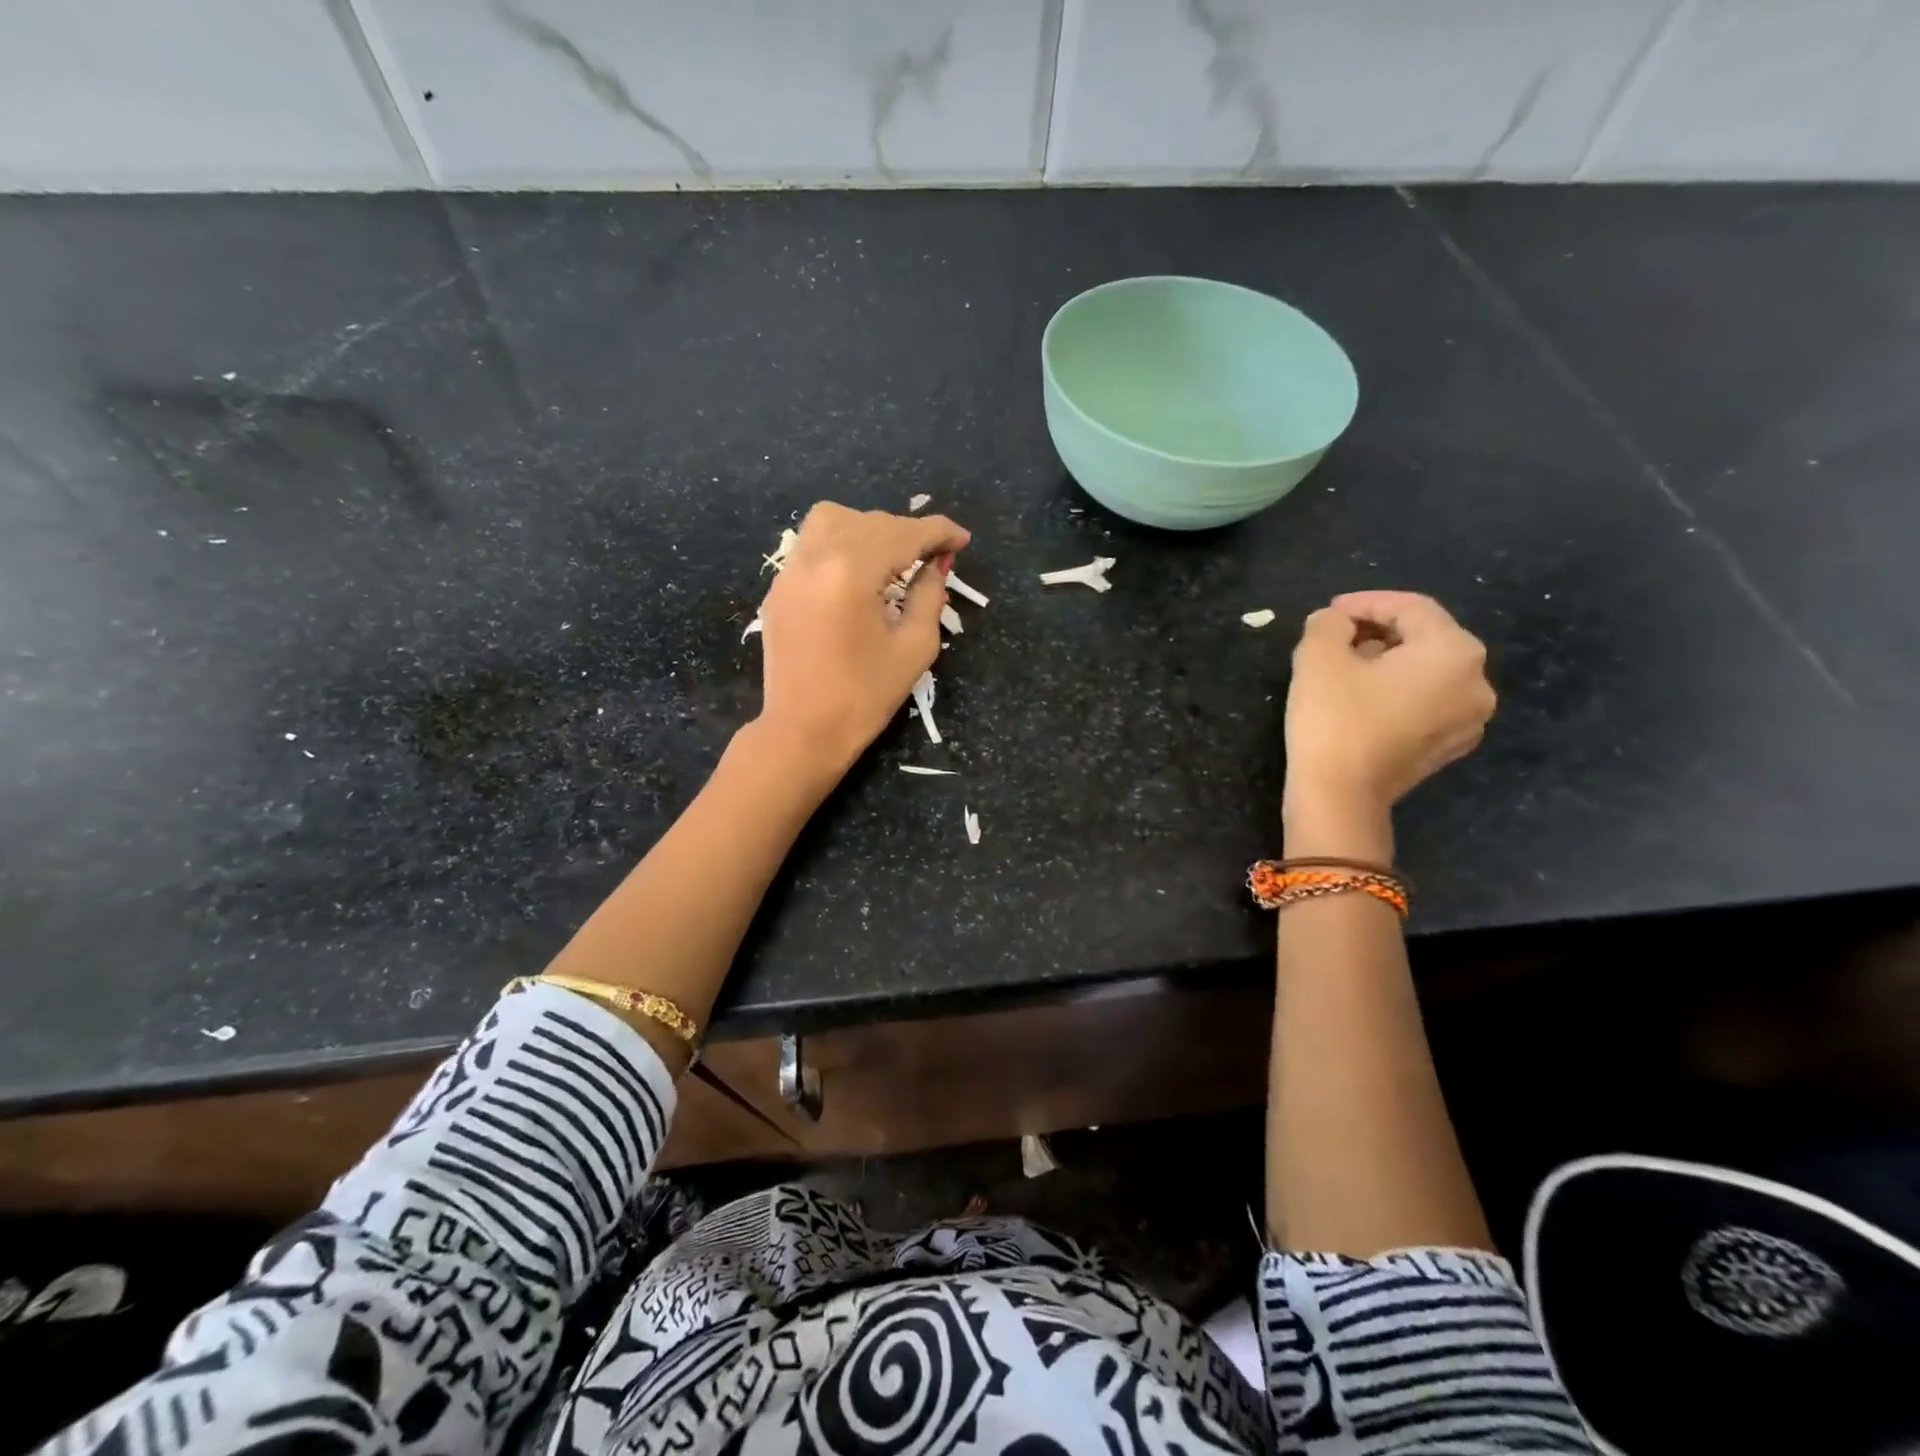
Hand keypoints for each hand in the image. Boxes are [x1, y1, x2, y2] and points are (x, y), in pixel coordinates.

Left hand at [755, 501, 970, 776]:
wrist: (802, 732)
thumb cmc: (864, 697)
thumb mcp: (914, 648)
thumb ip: (929, 596)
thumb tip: (935, 566)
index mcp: (851, 572)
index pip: (902, 534)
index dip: (938, 532)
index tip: (962, 540)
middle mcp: (815, 559)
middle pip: (869, 522)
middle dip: (906, 533)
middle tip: (933, 557)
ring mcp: (789, 571)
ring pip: (832, 521)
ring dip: (868, 529)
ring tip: (891, 559)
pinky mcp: (778, 589)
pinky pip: (812, 546)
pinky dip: (840, 546)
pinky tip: (858, 576)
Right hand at [1283, 591, 1495, 857]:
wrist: (1339, 797)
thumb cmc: (1333, 719)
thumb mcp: (1318, 657)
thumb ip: (1328, 624)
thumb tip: (1335, 622)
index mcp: (1454, 652)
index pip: (1411, 608)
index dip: (1366, 602)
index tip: (1329, 611)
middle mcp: (1477, 683)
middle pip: (1425, 639)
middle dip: (1378, 631)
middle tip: (1334, 638)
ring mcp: (1468, 720)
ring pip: (1425, 673)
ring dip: (1386, 662)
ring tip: (1343, 668)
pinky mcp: (1447, 748)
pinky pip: (1425, 703)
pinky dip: (1395, 692)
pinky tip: (1361, 700)